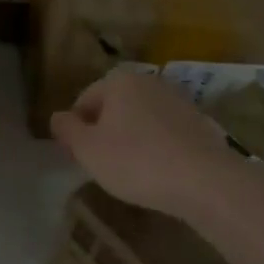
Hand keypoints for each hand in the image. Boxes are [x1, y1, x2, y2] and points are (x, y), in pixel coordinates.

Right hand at [51, 71, 238, 218]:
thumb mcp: (87, 149)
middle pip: (114, 107)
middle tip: (103, 165)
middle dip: (105, 132)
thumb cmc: (136, 161)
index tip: (80, 157)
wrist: (206, 182)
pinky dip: (158, 148)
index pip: (84, 101)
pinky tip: (160, 173)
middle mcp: (150, 82)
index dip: (77, 130)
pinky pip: (166, 134)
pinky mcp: (201, 124)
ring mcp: (179, 101)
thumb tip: (58, 117)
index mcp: (119, 81)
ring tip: (132, 172)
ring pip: (141, 120)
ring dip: (132, 140)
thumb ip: (66, 130)